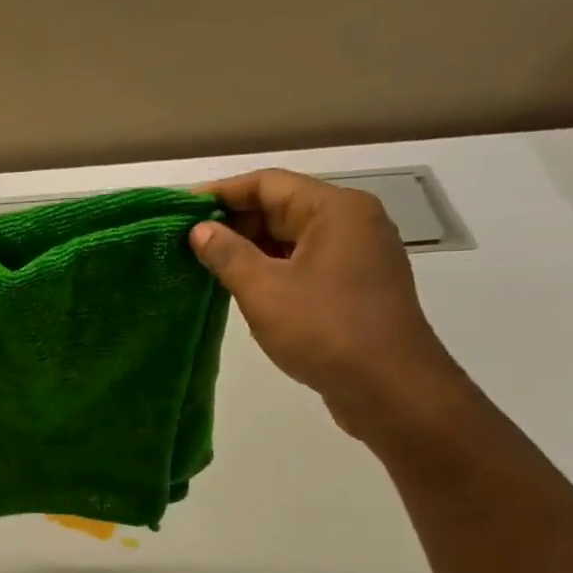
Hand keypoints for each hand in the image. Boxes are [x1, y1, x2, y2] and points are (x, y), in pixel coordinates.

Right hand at [190, 169, 471, 442]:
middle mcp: (353, 223)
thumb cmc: (325, 330)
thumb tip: (201, 230)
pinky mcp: (357, 288)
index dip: (221, 192)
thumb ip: (227, 254)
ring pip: (294, 239)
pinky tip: (244, 290)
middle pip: (283, 207)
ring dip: (252, 249)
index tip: (182, 209)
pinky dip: (274, 270)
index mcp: (335, 209)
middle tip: (188, 242)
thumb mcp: (264, 290)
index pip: (268, 183)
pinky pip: (307, 265)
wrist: (391, 389)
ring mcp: (359, 256)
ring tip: (207, 266)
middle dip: (235, 222)